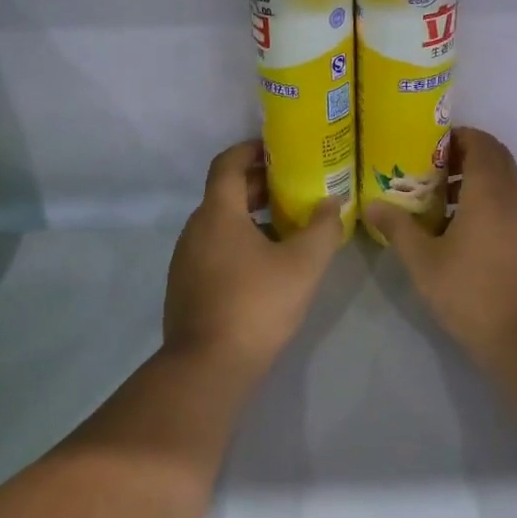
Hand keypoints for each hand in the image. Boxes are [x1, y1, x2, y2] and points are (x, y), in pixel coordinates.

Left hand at [164, 141, 346, 381]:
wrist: (207, 367)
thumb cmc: (256, 305)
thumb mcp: (303, 265)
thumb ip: (322, 228)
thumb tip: (331, 202)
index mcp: (217, 213)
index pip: (227, 163)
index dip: (251, 150)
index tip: (278, 150)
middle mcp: (194, 229)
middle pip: (225, 192)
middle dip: (258, 185)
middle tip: (294, 188)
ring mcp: (185, 259)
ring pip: (219, 223)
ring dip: (250, 216)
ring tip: (286, 226)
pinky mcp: (185, 285)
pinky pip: (213, 248)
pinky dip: (238, 241)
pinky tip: (265, 265)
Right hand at [364, 128, 516, 358]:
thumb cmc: (471, 294)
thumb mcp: (423, 261)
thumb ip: (398, 228)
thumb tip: (372, 204)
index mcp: (489, 192)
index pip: (481, 142)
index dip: (456, 135)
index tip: (426, 142)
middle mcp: (512, 198)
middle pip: (494, 157)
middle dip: (463, 153)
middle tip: (427, 166)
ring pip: (501, 182)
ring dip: (472, 179)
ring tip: (435, 197)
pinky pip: (505, 204)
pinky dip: (483, 201)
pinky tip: (455, 229)